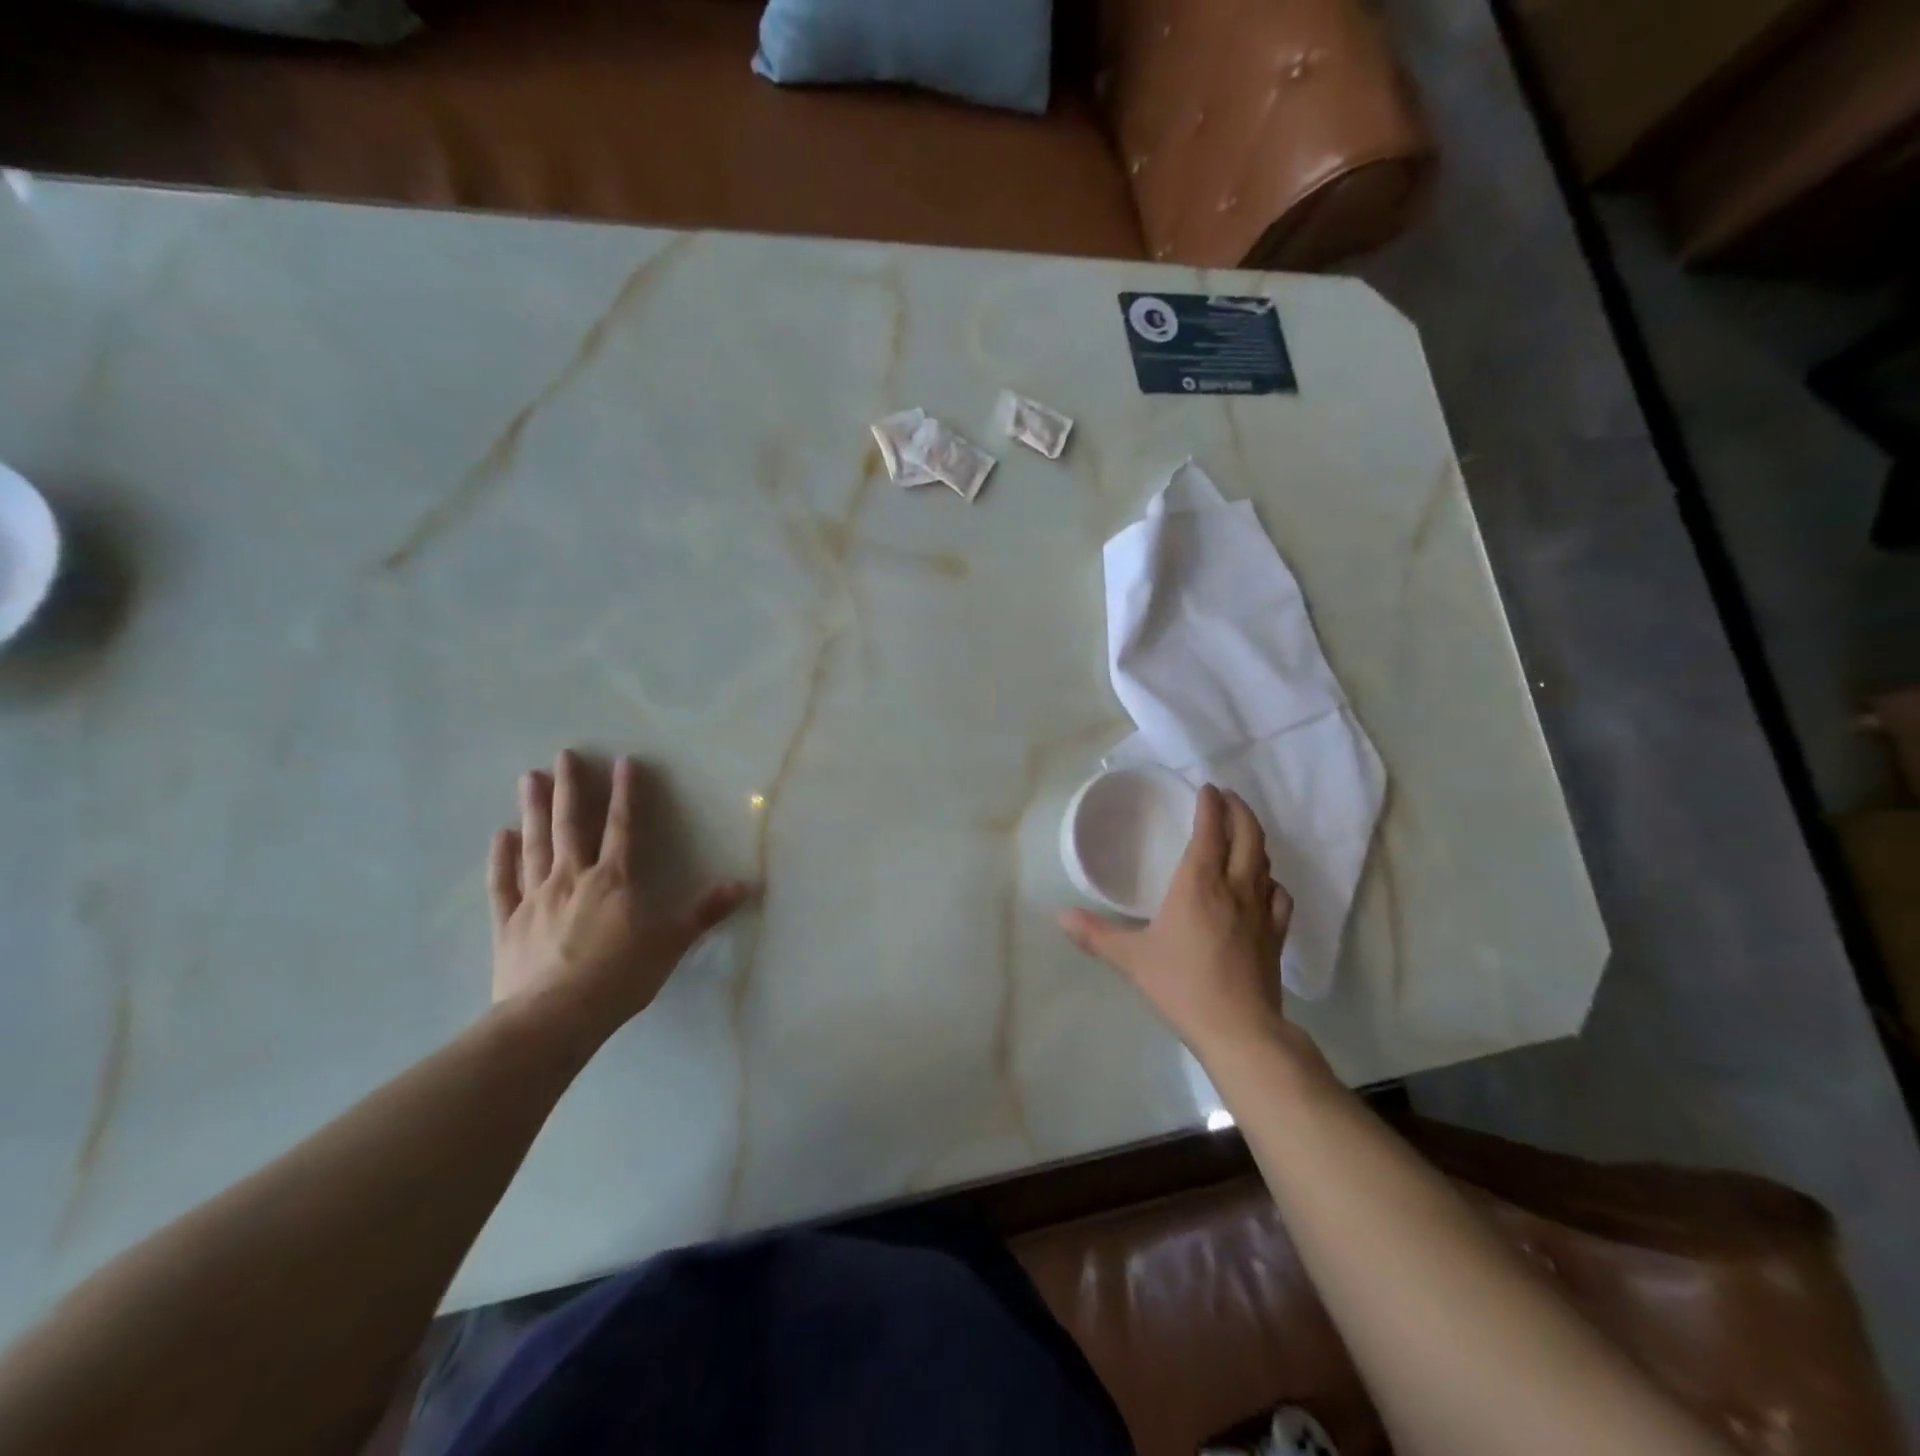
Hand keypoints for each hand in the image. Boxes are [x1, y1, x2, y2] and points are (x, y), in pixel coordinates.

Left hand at [488, 749, 751, 1032]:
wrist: (553, 1019)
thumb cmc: (619, 978)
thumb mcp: (672, 944)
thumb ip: (705, 912)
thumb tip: (744, 885)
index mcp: (615, 880)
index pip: (622, 826)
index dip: (625, 793)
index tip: (623, 761)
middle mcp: (572, 878)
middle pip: (570, 825)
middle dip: (569, 788)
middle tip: (563, 755)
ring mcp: (535, 899)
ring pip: (534, 845)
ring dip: (532, 810)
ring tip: (528, 778)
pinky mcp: (508, 924)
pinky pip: (502, 884)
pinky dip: (501, 859)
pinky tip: (499, 836)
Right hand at [1059, 784, 1310, 1066]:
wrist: (1239, 1029)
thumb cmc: (1182, 985)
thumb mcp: (1131, 959)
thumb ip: (1095, 934)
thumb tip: (1060, 916)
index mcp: (1199, 883)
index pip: (1210, 830)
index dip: (1210, 805)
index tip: (1206, 789)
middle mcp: (1235, 887)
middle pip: (1248, 835)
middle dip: (1239, 810)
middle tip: (1227, 798)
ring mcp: (1261, 911)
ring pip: (1265, 861)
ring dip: (1255, 839)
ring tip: (1241, 833)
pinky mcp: (1276, 935)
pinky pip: (1279, 895)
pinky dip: (1270, 880)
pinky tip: (1264, 885)